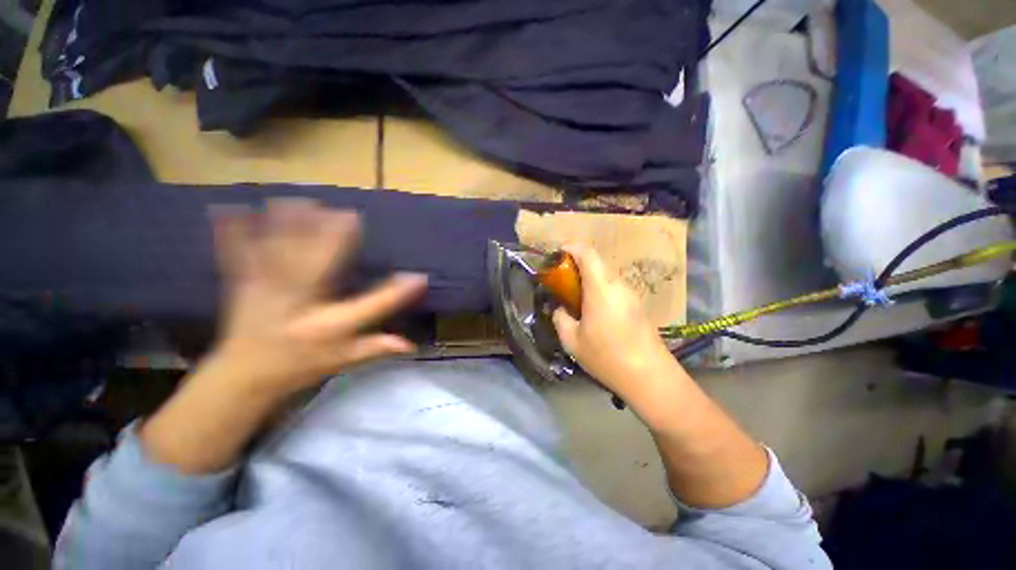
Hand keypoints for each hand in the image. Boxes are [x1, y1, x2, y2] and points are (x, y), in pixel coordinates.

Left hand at [210, 199, 426, 397]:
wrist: (243, 376)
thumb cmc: (299, 366)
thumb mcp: (342, 360)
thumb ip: (376, 348)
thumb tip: (411, 344)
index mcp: (328, 325)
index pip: (371, 307)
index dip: (397, 293)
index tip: (418, 277)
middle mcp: (300, 305)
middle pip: (321, 269)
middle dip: (334, 239)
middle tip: (349, 214)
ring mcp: (267, 293)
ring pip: (281, 255)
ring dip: (290, 227)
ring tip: (303, 201)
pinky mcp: (242, 285)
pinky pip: (236, 256)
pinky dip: (233, 232)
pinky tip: (229, 209)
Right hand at [551, 245, 677, 402]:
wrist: (650, 377)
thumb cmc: (607, 357)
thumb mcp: (572, 341)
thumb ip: (560, 319)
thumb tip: (559, 309)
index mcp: (601, 289)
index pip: (587, 254)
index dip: (571, 248)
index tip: (558, 254)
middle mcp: (618, 285)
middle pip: (596, 264)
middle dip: (577, 267)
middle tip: (562, 284)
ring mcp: (631, 294)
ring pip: (605, 276)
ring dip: (589, 280)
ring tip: (577, 300)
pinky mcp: (638, 305)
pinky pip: (614, 288)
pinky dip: (600, 291)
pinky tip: (595, 312)